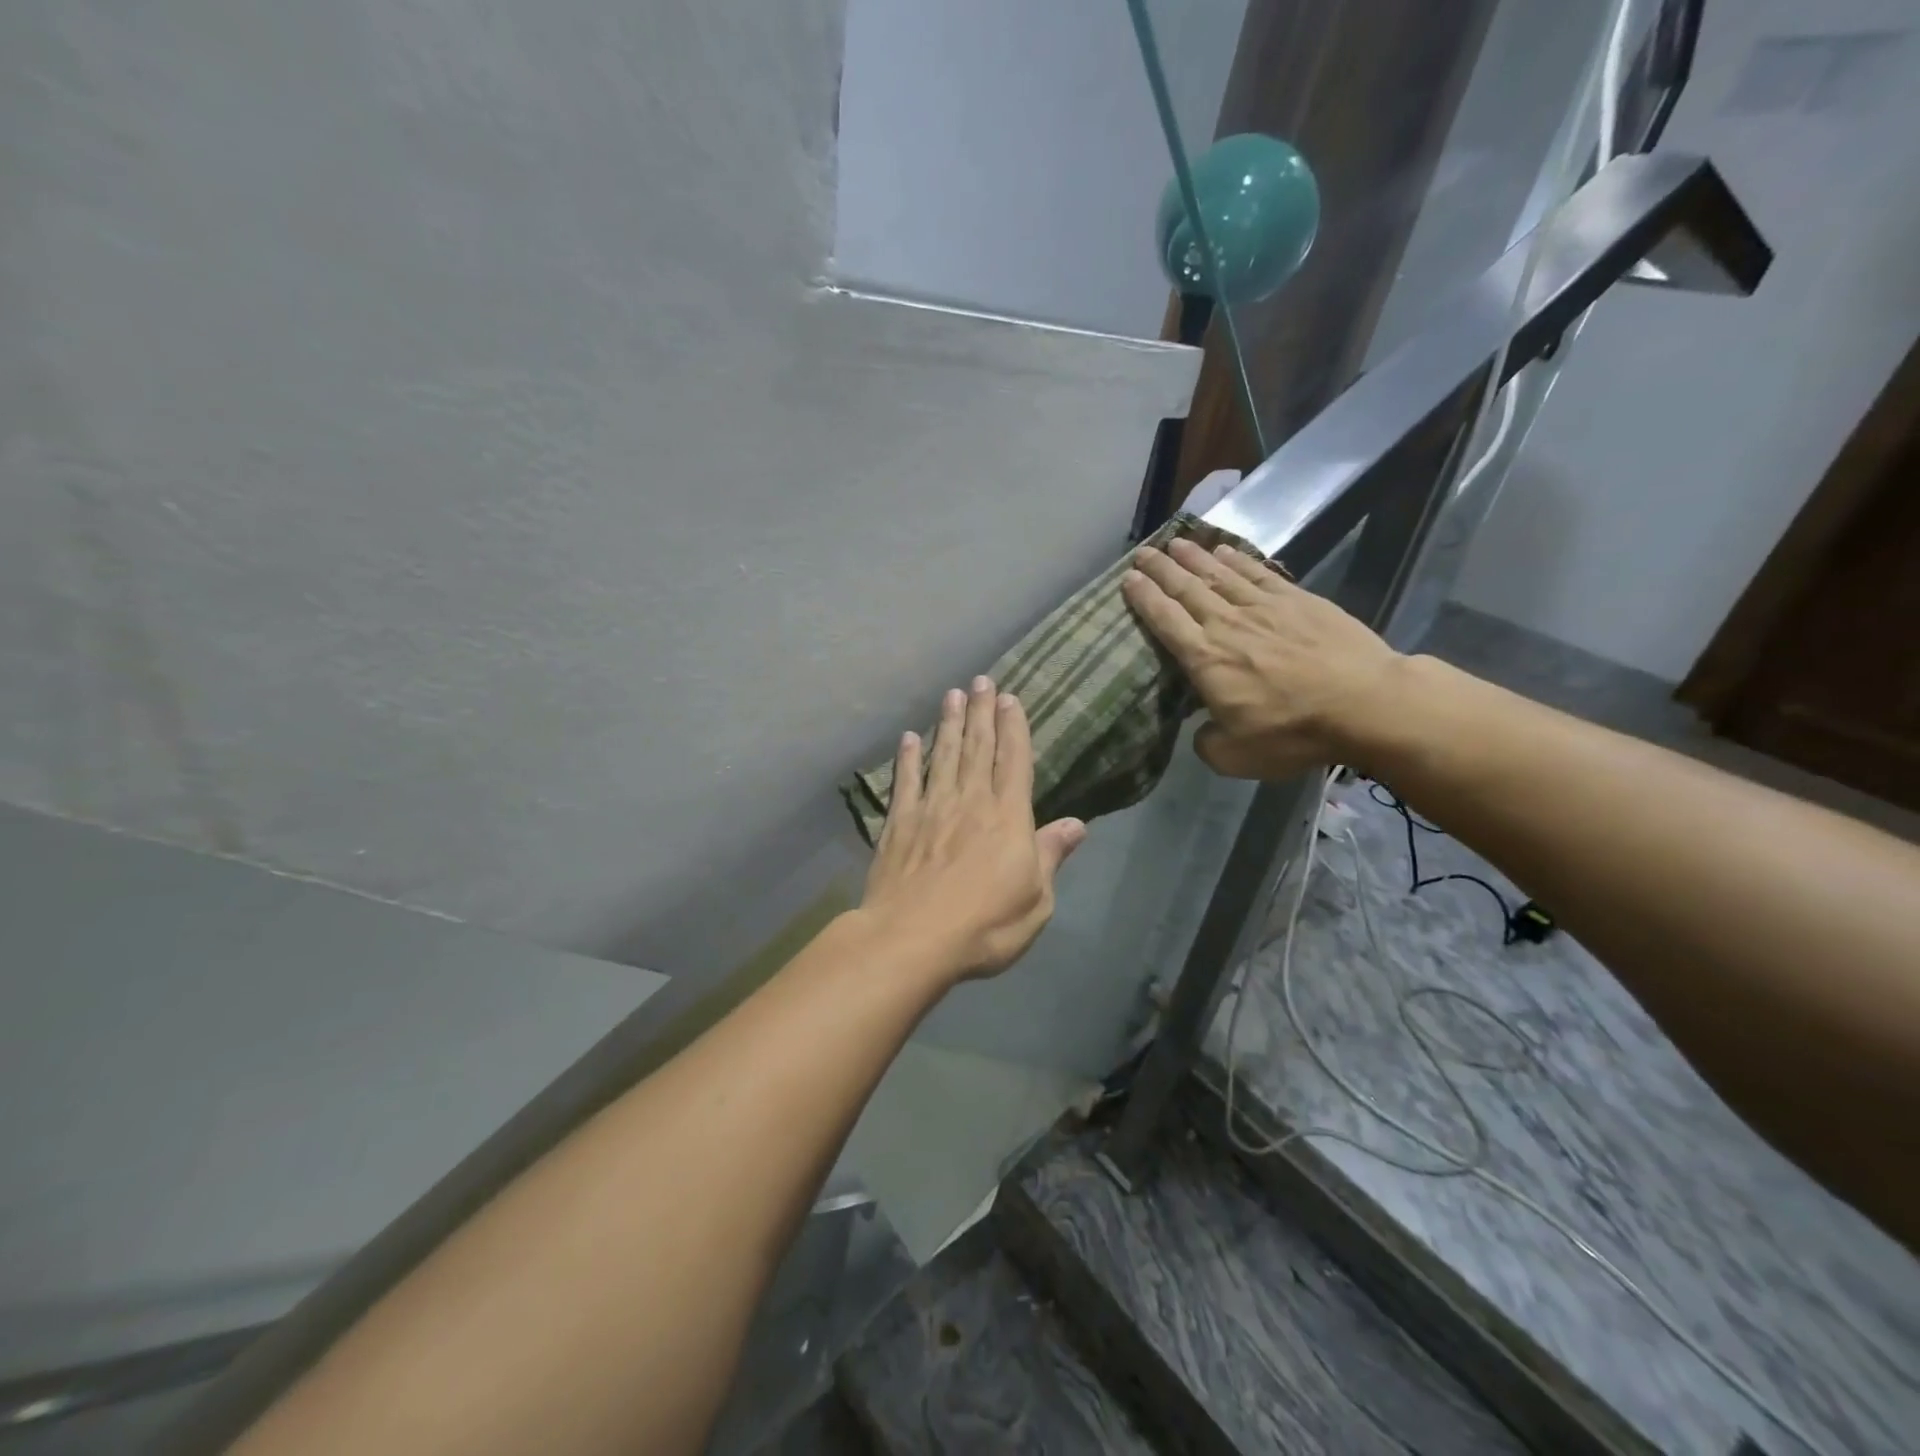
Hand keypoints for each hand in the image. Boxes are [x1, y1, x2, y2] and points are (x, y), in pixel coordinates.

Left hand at [859, 677, 1086, 981]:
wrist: (912, 939)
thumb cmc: (984, 926)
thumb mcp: (1035, 901)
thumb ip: (1050, 856)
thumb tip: (1077, 824)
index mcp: (1008, 818)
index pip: (1014, 762)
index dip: (1014, 728)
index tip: (1010, 699)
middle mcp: (970, 802)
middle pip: (978, 748)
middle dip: (981, 712)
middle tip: (982, 680)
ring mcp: (931, 809)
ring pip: (943, 755)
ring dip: (949, 723)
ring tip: (952, 695)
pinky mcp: (899, 824)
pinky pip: (906, 781)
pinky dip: (908, 758)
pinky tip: (910, 737)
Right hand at [1121, 538, 1403, 779]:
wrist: (1365, 704)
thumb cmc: (1293, 732)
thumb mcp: (1235, 756)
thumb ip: (1207, 742)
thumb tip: (1202, 729)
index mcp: (1205, 659)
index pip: (1165, 620)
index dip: (1144, 598)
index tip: (1128, 579)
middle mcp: (1227, 624)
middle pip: (1186, 588)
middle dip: (1161, 569)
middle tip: (1142, 552)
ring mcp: (1264, 607)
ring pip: (1219, 574)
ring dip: (1193, 557)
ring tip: (1174, 543)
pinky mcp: (1297, 600)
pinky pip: (1257, 573)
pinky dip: (1237, 559)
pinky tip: (1223, 550)